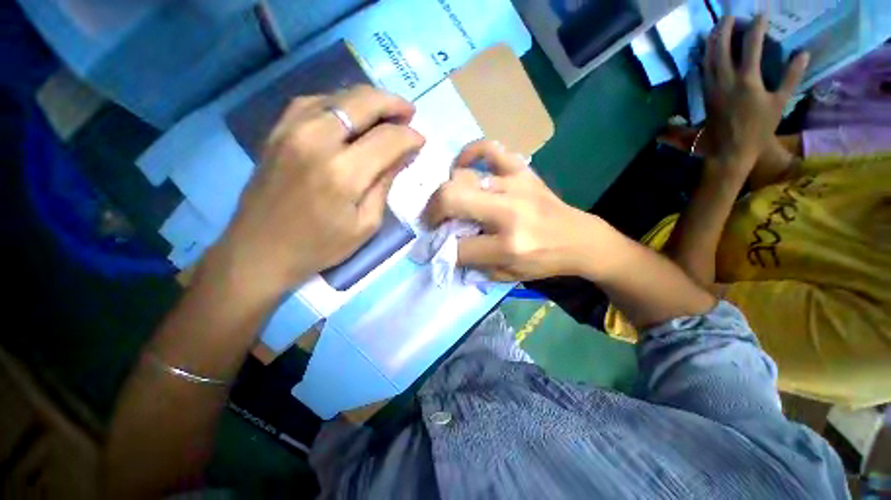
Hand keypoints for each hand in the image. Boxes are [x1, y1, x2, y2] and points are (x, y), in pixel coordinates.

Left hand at [207, 85, 424, 295]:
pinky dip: (339, 102)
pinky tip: (350, 114)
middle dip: (393, 104)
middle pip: (362, 102)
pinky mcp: (277, 131)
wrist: (261, 250)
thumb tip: (402, 155)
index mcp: (343, 173)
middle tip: (409, 113)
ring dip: (368, 100)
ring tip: (385, 112)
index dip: (410, 137)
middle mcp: (316, 140)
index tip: (421, 140)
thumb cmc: (320, 246)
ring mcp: (291, 130)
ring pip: (338, 96)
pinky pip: (313, 101)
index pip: (387, 139)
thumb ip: (384, 184)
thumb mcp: (366, 224)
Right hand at [424, 141, 611, 280]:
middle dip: (432, 211)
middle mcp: (509, 213)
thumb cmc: (542, 261)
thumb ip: (473, 264)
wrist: (578, 238)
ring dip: (448, 190)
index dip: (440, 249)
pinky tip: (462, 166)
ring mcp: (516, 185)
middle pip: (452, 198)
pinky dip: (469, 153)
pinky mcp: (522, 170)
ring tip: (450, 200)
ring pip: (463, 176)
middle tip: (432, 220)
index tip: (436, 247)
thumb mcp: (507, 275)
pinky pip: (489, 148)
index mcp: (508, 246)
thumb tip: (445, 248)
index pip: (457, 247)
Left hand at [703, 16, 808, 171]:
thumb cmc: (759, 128)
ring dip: (712, 39)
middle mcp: (726, 79)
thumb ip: (791, 76)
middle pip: (721, 46)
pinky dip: (705, 56)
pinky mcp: (705, 94)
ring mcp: (712, 86)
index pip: (751, 44)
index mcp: (747, 79)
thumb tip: (803, 53)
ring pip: (708, 57)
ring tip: (718, 27)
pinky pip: (703, 70)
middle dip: (726, 27)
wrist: (730, 149)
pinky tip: (708, 50)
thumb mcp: (780, 102)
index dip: (756, 26)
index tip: (761, 14)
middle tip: (732, 15)